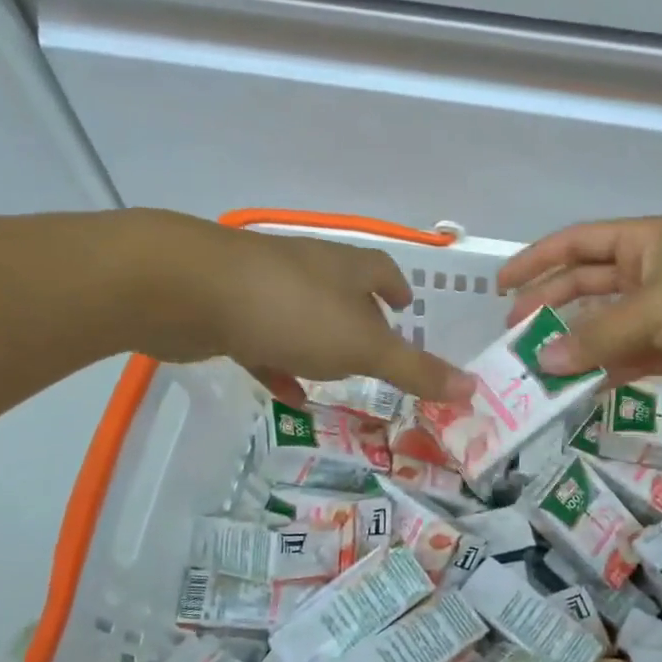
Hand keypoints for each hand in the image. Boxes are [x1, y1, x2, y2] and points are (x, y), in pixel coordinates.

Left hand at [183, 224, 473, 404]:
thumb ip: (415, 370)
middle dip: (361, 320)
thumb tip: (472, 388)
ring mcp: (264, 289)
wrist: (188, 291)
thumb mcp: (363, 346)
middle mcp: (308, 271)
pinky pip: (263, 342)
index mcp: (345, 268)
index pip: (381, 271)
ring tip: (336, 375)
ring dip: (320, 345)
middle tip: (377, 352)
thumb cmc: (292, 311)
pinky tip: (287, 394)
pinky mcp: (228, 313)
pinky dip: (279, 364)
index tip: (406, 305)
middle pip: (342, 293)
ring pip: (302, 318)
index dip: (395, 288)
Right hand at [497, 217, 661, 393]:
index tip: (502, 287)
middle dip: (548, 307)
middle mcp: (645, 272)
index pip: (577, 243)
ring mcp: (657, 311)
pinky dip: (600, 371)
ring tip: (538, 367)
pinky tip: (575, 387)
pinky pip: (622, 357)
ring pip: (601, 326)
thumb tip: (544, 362)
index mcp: (642, 242)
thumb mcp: (649, 310)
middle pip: (583, 285)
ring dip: (572, 345)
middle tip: (515, 334)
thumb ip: (594, 337)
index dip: (537, 262)